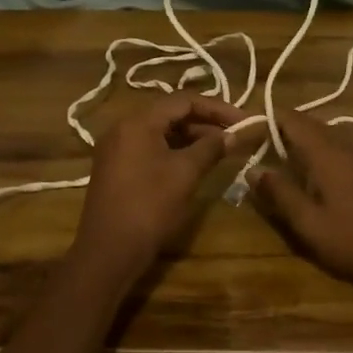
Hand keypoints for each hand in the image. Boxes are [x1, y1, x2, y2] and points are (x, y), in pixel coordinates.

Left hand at [72, 93, 242, 269]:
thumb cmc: (149, 207)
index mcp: (137, 122)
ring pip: (160, 132)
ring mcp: (116, 149)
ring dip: (192, 138)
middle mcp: (123, 128)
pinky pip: (150, 148)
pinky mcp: (116, 168)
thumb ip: (211, 148)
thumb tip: (233, 134)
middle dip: (205, 122)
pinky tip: (195, 164)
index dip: (217, 108)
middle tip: (235, 135)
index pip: (183, 100)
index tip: (244, 121)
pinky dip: (174, 151)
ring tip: (221, 150)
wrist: (108, 252)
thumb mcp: (185, 174)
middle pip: (170, 114)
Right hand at [248, 107, 352, 301]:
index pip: (293, 119)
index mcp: (329, 153)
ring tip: (297, 167)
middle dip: (289, 133)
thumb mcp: (309, 225)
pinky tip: (335, 181)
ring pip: (336, 136)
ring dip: (313, 144)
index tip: (250, 133)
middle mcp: (352, 144)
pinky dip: (336, 155)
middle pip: (315, 125)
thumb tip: (253, 169)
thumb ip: (280, 194)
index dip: (269, 120)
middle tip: (268, 152)